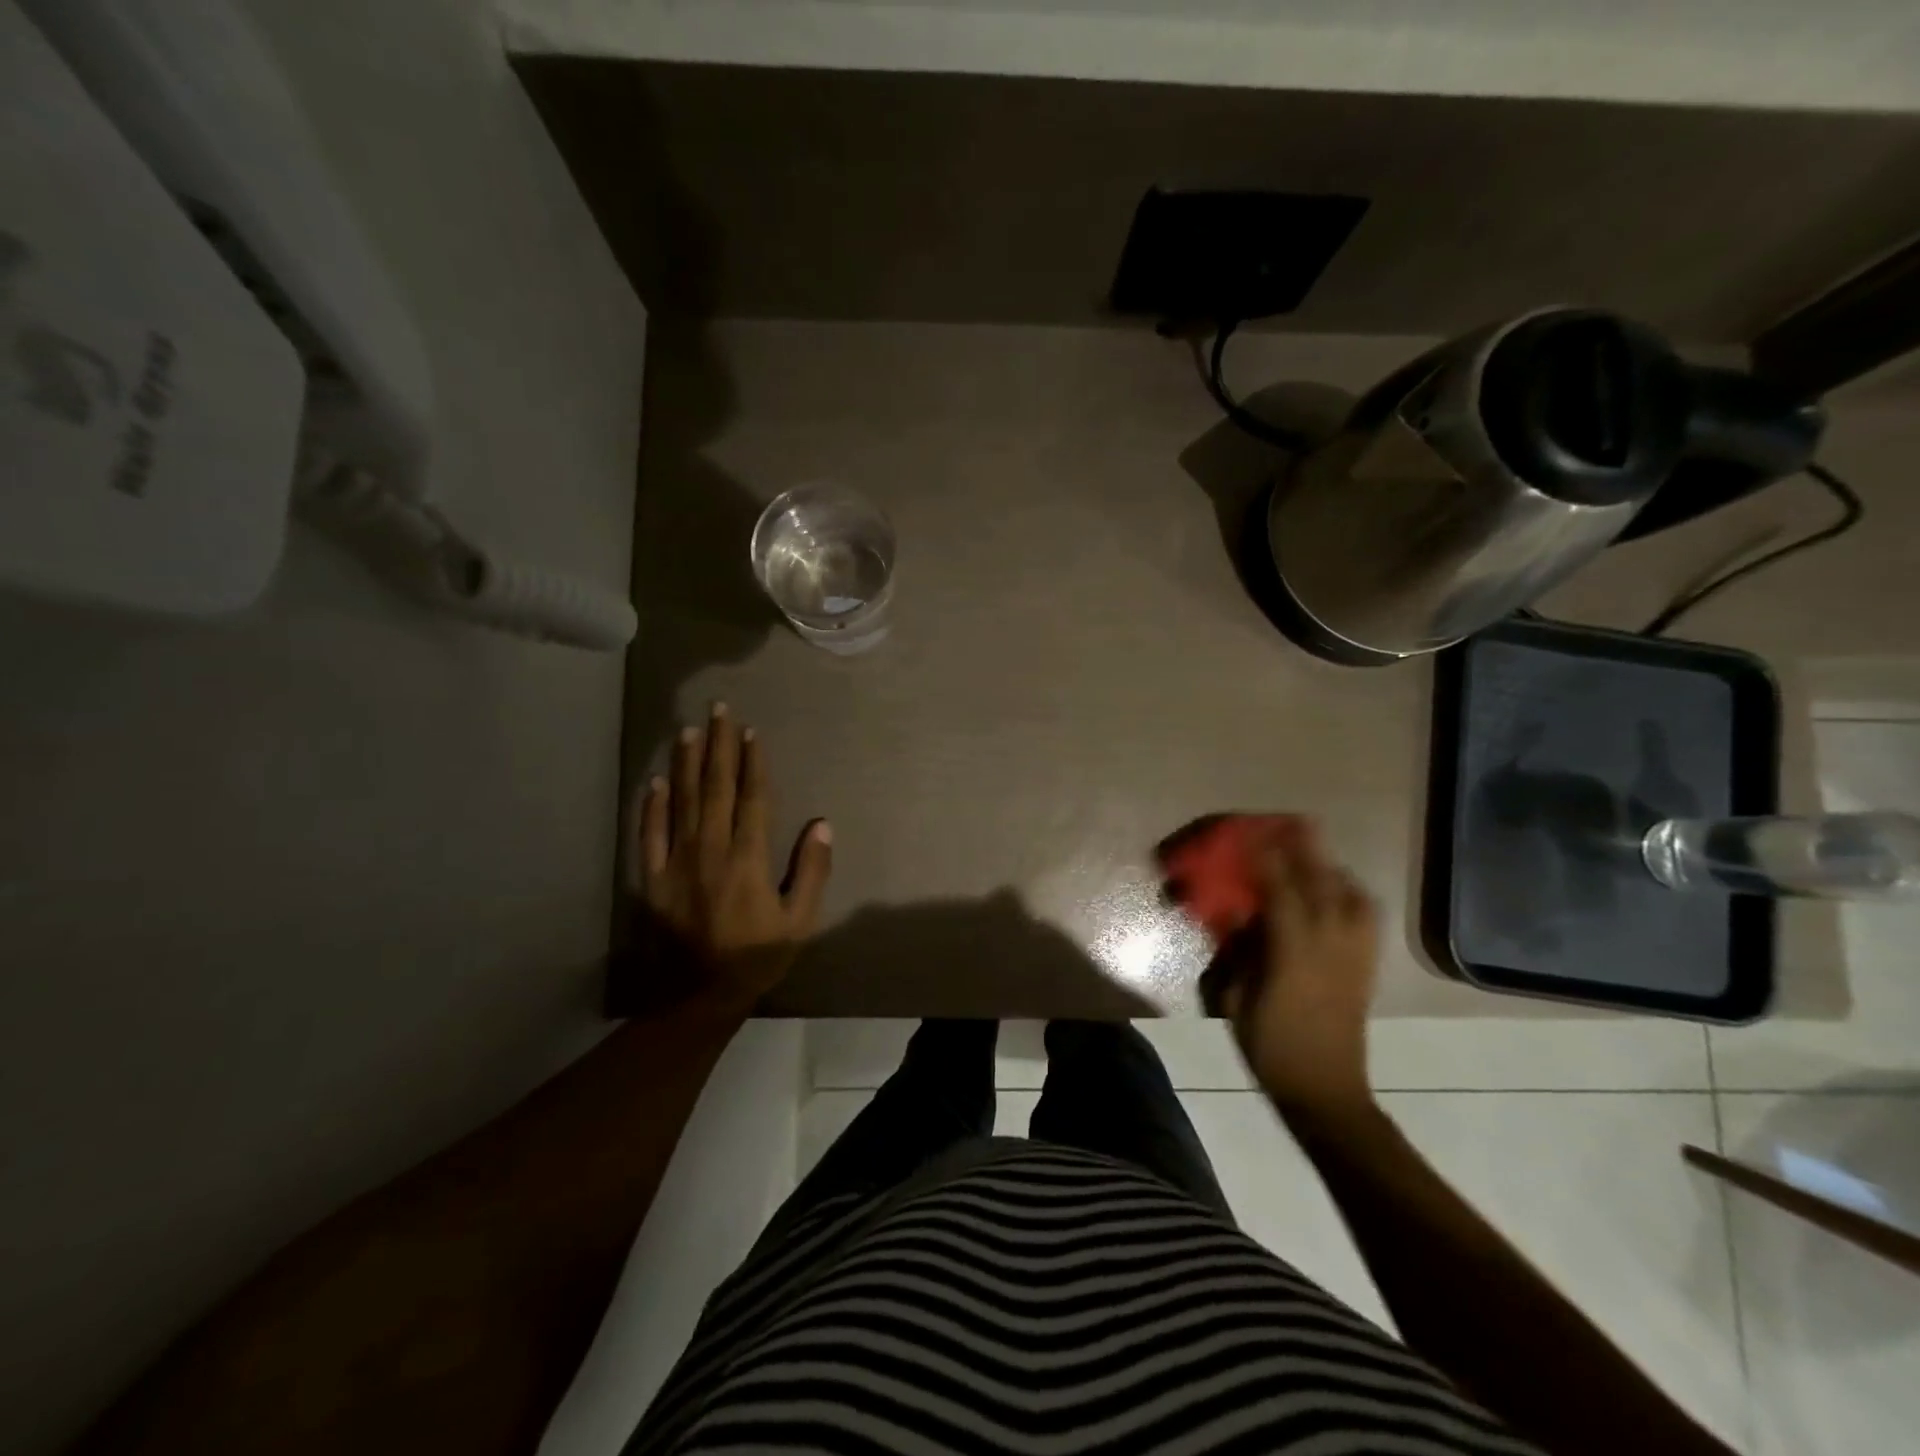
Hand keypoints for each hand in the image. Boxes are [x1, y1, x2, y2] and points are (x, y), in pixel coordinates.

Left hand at [625, 705, 832, 1014]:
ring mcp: (677, 862)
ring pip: (682, 801)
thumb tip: (821, 824)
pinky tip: (656, 780)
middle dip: (718, 746)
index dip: (752, 763)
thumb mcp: (800, 921)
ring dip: (687, 763)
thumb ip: (812, 871)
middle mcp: (711, 850)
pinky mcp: (653, 877)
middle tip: (718, 709)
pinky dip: (652, 805)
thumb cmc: (757, 956)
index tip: (750, 731)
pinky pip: (650, 833)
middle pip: (716, 788)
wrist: (700, 996)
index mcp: (749, 859)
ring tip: (689, 730)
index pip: (752, 799)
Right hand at [1200, 818, 1378, 1119]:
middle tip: (1295, 822)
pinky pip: (1366, 918)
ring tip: (1314, 857)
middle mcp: (1330, 945)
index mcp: (1294, 954)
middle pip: (1322, 885)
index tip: (1253, 833)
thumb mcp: (1236, 1001)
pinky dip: (1353, 896)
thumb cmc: (1271, 1048)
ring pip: (1353, 897)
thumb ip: (1237, 953)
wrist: (1327, 1093)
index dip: (1267, 859)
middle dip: (1307, 851)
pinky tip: (1338, 895)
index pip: (1281, 892)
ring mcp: (1355, 956)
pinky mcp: (1367, 967)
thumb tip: (1237, 917)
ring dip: (1333, 870)